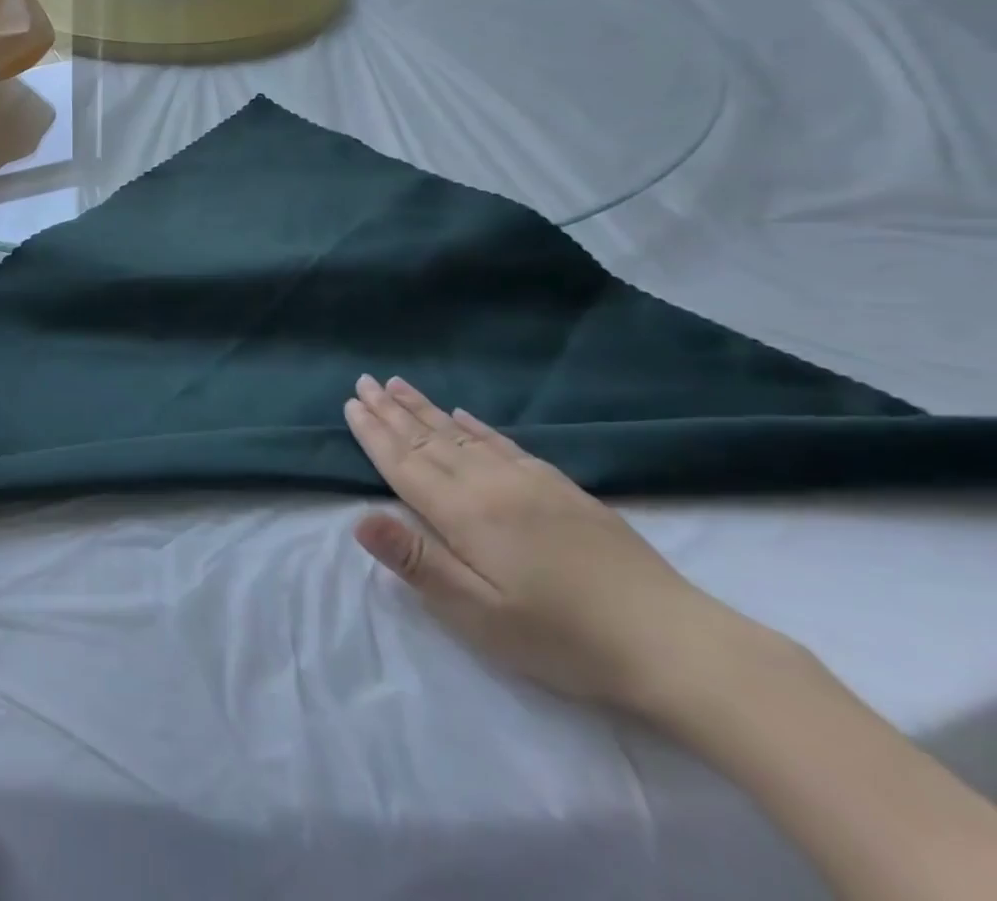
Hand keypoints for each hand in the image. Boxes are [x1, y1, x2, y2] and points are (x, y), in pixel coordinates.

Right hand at [345, 374, 752, 713]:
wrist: (674, 642)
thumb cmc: (563, 637)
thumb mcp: (480, 615)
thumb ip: (418, 563)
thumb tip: (359, 519)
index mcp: (464, 512)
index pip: (404, 463)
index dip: (374, 433)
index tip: (350, 404)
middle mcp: (489, 483)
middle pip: (428, 438)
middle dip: (391, 410)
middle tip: (365, 380)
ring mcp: (529, 481)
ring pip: (461, 433)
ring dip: (424, 408)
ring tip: (399, 384)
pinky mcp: (561, 488)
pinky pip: (503, 442)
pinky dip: (475, 424)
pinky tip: (463, 414)